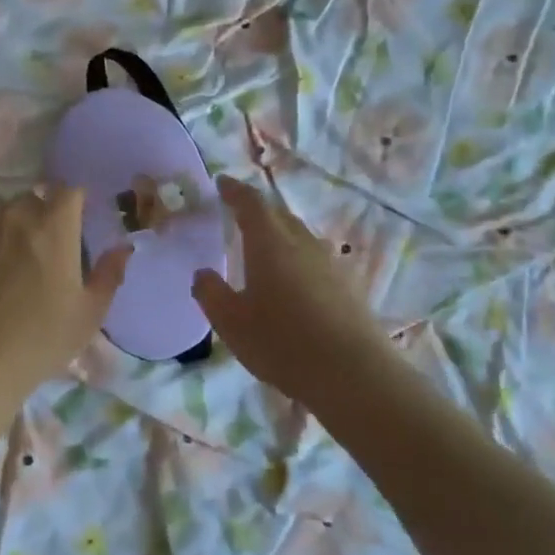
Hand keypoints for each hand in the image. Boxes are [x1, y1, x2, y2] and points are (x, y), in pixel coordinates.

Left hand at [0, 188, 130, 402]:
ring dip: (5, 223)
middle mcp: (15, 215)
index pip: (69, 191)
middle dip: (40, 216)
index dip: (74, 203)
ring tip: (5, 255)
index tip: (75, 223)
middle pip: (32, 199)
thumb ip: (109, 274)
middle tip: (41, 250)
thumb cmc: (40, 340)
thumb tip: (124, 247)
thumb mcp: (88, 314)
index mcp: (54, 226)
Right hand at [192, 176, 395, 410]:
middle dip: (258, 210)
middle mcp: (302, 243)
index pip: (250, 203)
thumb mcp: (231, 323)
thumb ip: (211, 293)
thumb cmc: (282, 342)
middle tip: (239, 213)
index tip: (222, 182)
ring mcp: (329, 263)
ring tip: (265, 246)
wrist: (352, 373)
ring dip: (280, 233)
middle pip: (279, 215)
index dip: (235, 191)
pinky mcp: (347, 285)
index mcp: (270, 243)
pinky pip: (315, 258)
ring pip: (300, 236)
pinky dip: (297, 257)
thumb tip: (202, 273)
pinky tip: (294, 279)